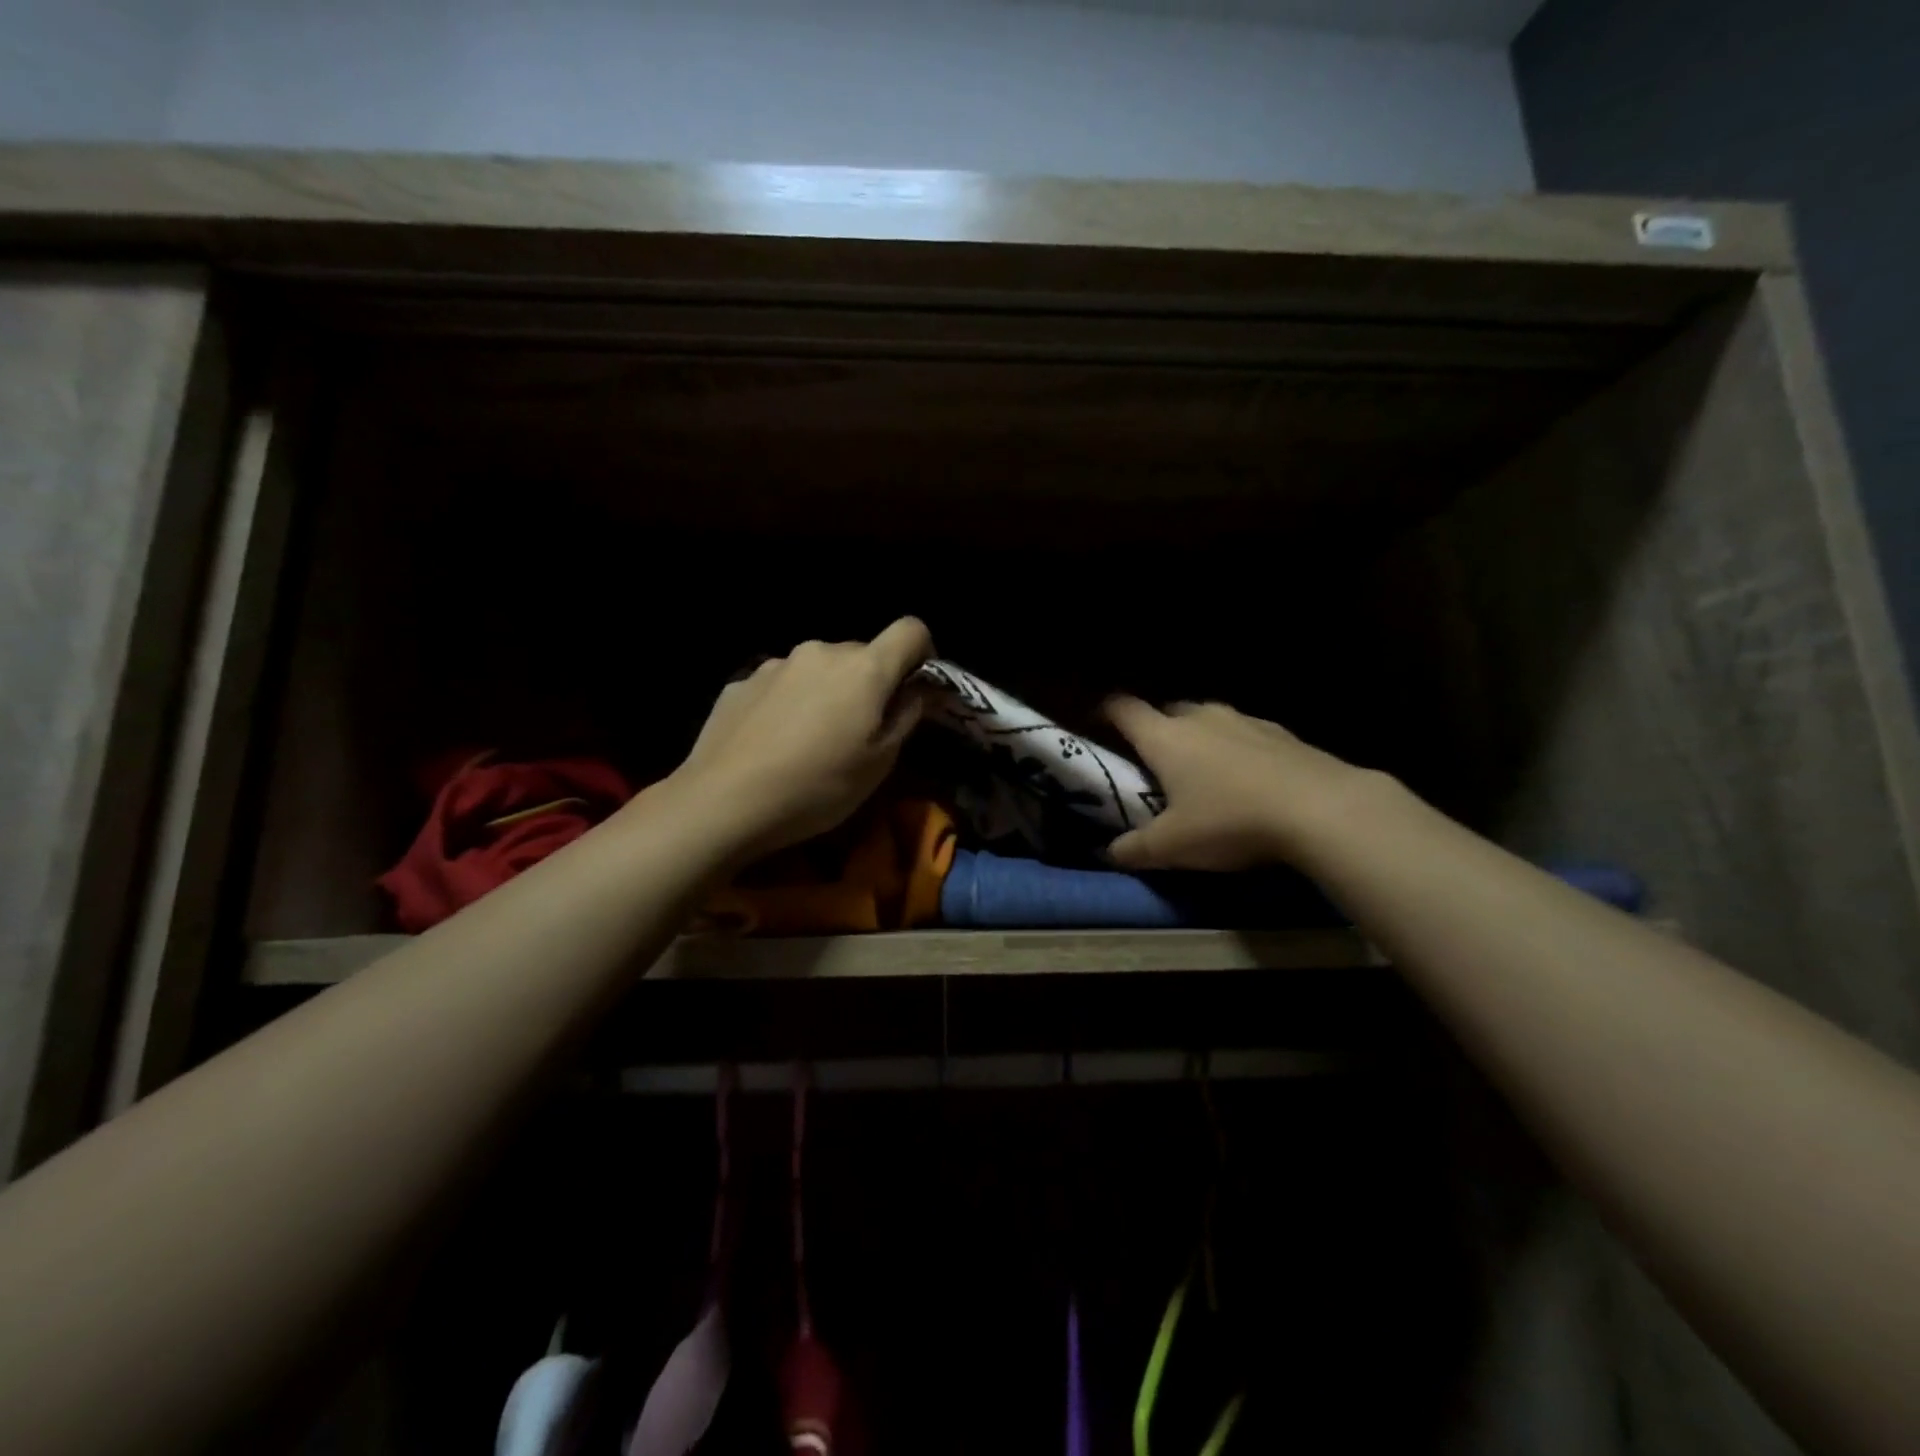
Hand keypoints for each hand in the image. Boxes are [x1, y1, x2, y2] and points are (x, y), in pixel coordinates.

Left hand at [670, 617, 935, 857]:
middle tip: (859, 731)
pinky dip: (790, 703)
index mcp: (864, 668)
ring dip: (827, 692)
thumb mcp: (879, 764)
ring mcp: (776, 664)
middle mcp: (821, 651)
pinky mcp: (742, 682)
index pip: (912, 630)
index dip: (922, 654)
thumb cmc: (817, 787)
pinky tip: (774, 743)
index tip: (914, 689)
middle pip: (862, 654)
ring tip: (811, 740)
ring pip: (819, 669)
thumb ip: (906, 717)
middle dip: (869, 683)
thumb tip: (916, 691)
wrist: (723, 801)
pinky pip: (783, 684)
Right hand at [1102, 696, 1390, 871]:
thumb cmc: (1230, 821)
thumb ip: (1136, 849)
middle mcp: (1201, 718)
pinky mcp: (1282, 733)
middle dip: (1157, 730)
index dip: (1106, 711)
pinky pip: (1246, 734)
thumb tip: (1109, 853)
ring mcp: (1245, 721)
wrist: (1320, 809)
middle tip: (1155, 762)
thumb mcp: (1174, 846)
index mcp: (1165, 738)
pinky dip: (1238, 749)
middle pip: (1168, 711)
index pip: (1124, 709)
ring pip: (1210, 720)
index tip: (1098, 722)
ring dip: (1200, 738)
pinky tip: (1250, 779)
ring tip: (1204, 771)